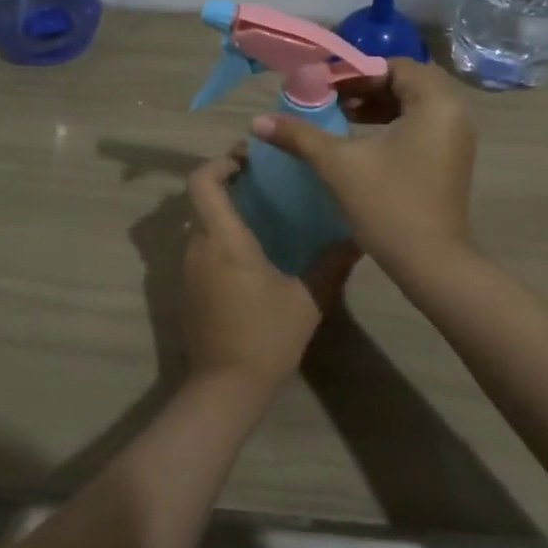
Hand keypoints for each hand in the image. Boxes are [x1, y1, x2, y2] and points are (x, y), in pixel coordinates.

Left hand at [183, 147, 356, 397]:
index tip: (249, 158)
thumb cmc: (266, 337)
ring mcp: (189, 270)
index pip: (202, 182)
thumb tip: (358, 238)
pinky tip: (254, 252)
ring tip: (265, 213)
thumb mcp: (307, 299)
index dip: (220, 162)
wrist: (226, 388)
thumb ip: (332, 264)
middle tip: (265, 180)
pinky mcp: (190, 289)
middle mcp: (198, 247)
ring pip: (201, 224)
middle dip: (228, 183)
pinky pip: (202, 248)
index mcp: (223, 240)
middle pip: (201, 199)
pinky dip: (221, 237)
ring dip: (225, 211)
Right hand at [251, 58, 476, 265]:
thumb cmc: (387, 205)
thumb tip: (257, 121)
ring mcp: (457, 138)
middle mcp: (454, 113)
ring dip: (380, 105)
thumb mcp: (338, 164)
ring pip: (416, 104)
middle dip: (368, 86)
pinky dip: (394, 123)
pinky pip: (423, 125)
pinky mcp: (452, 159)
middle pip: (408, 82)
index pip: (395, 66)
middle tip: (333, 99)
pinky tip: (363, 140)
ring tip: (343, 116)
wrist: (430, 263)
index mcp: (435, 103)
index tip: (324, 86)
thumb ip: (299, 136)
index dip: (357, 72)